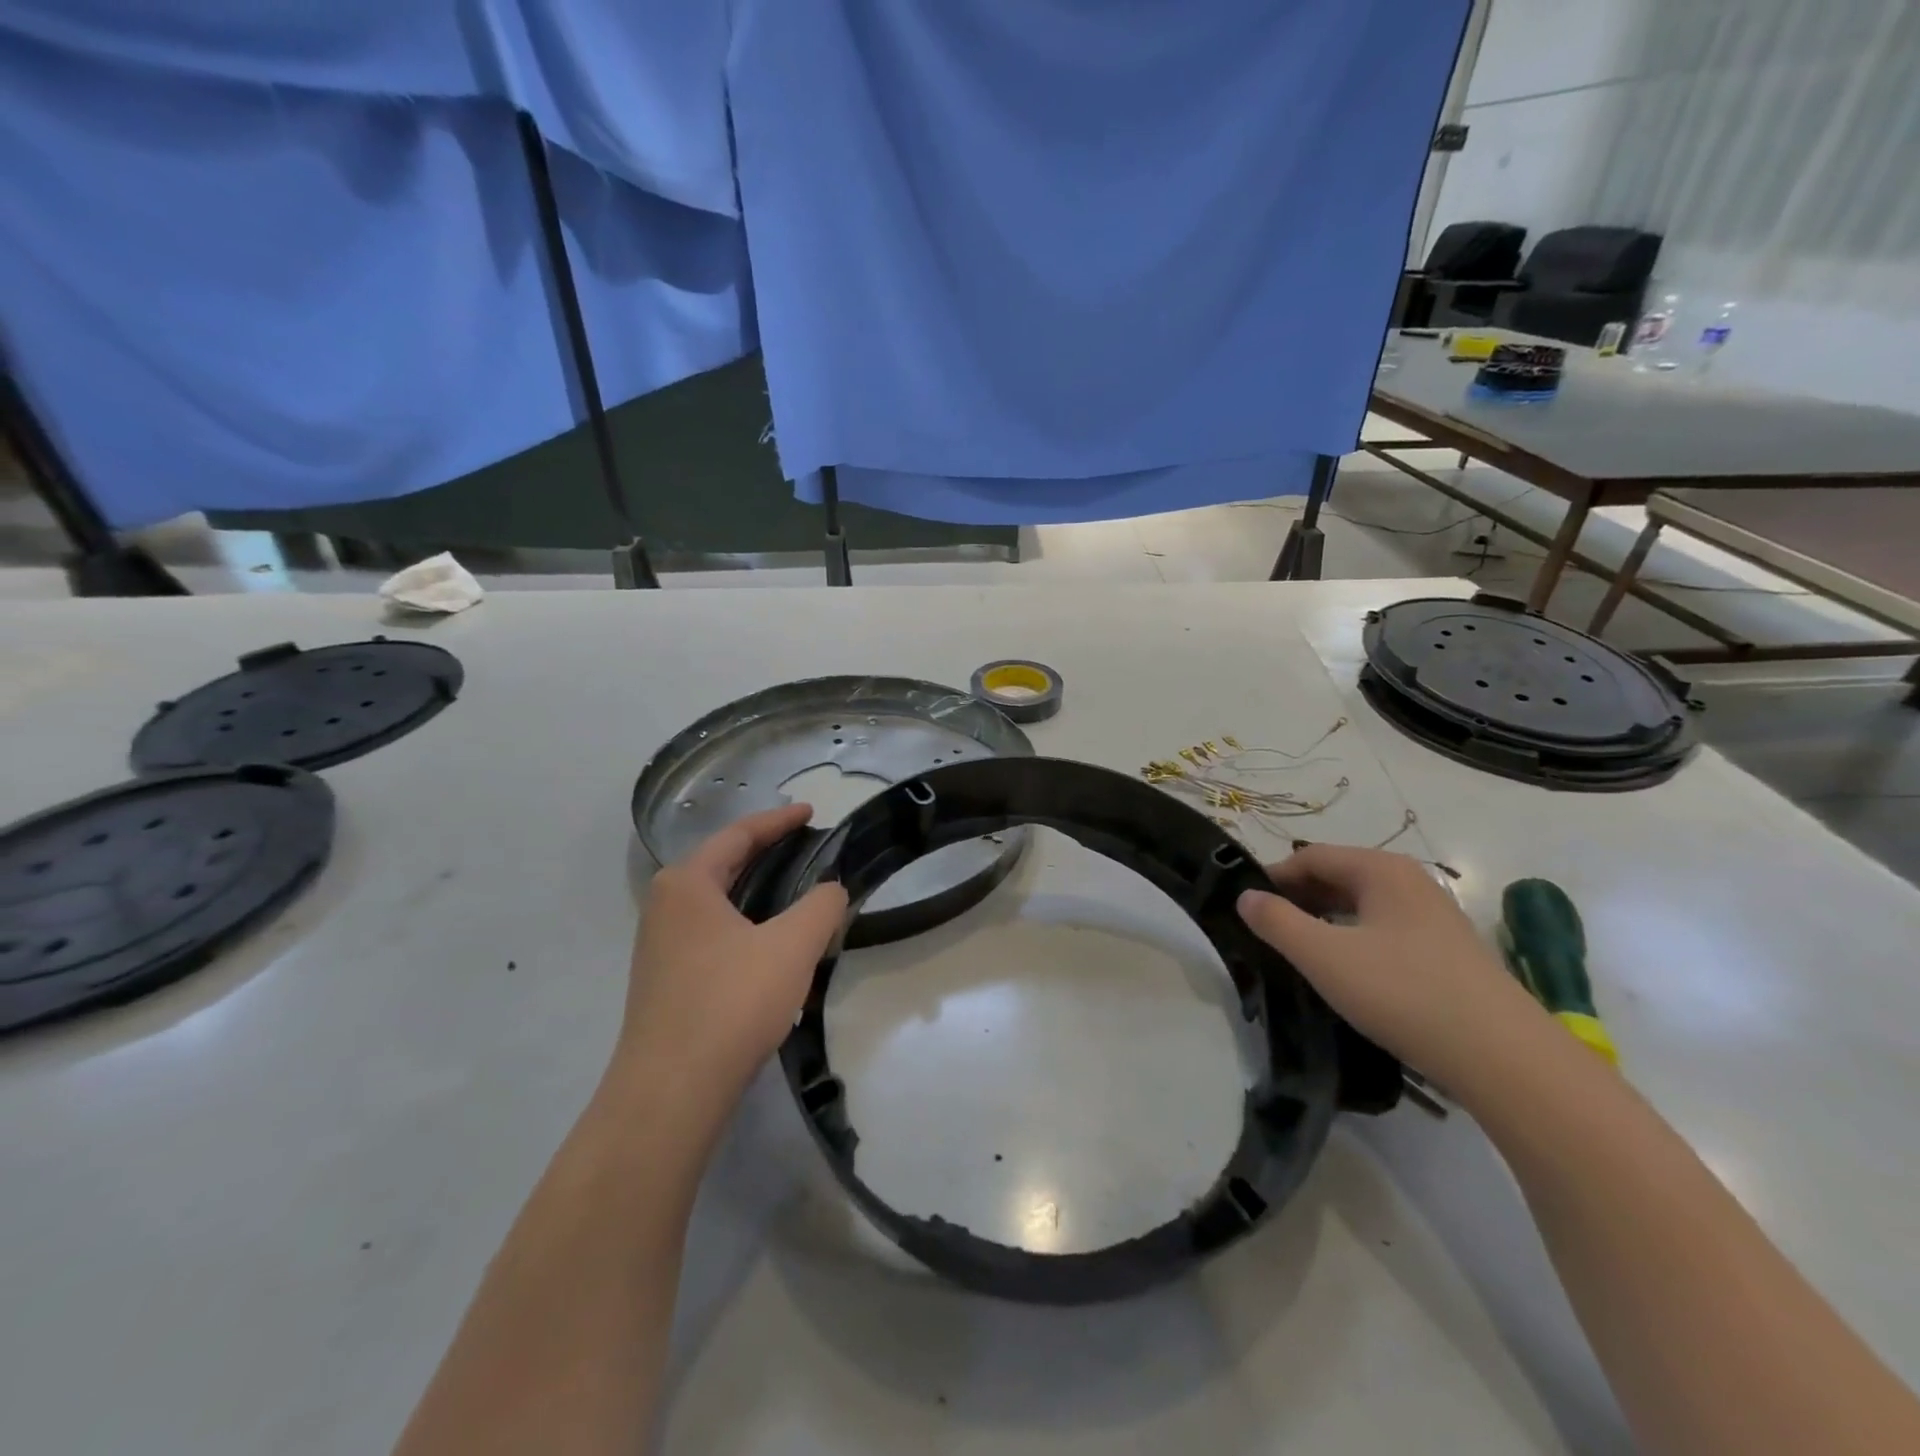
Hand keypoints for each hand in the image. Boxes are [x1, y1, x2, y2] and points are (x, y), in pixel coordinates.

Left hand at [613, 805, 848, 1121]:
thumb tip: (831, 891)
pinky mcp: (666, 981)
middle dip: (767, 851)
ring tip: (796, 892)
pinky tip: (770, 946)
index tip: (812, 812)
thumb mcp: (792, 946)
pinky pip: (712, 933)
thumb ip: (822, 906)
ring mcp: (660, 946)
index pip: (739, 834)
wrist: (671, 1092)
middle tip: (808, 847)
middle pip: (723, 863)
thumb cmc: (731, 1002)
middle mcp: (665, 906)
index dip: (780, 820)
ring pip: (718, 902)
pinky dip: (745, 923)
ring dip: (757, 891)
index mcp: (687, 883)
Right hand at [1236, 844, 1553, 1096]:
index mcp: (1381, 870)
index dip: (1272, 877)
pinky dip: (1352, 941)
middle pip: (1337, 877)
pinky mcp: (1446, 954)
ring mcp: (1433, 918)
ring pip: (1361, 907)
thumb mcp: (1324, 956)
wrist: (1503, 1058)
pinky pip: (1384, 932)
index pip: (1311, 856)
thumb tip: (1246, 897)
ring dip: (1323, 922)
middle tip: (1264, 932)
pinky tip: (1344, 974)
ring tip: (1296, 953)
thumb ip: (1276, 922)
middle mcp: (1410, 882)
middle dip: (1297, 899)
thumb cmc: (1403, 992)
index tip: (1245, 907)